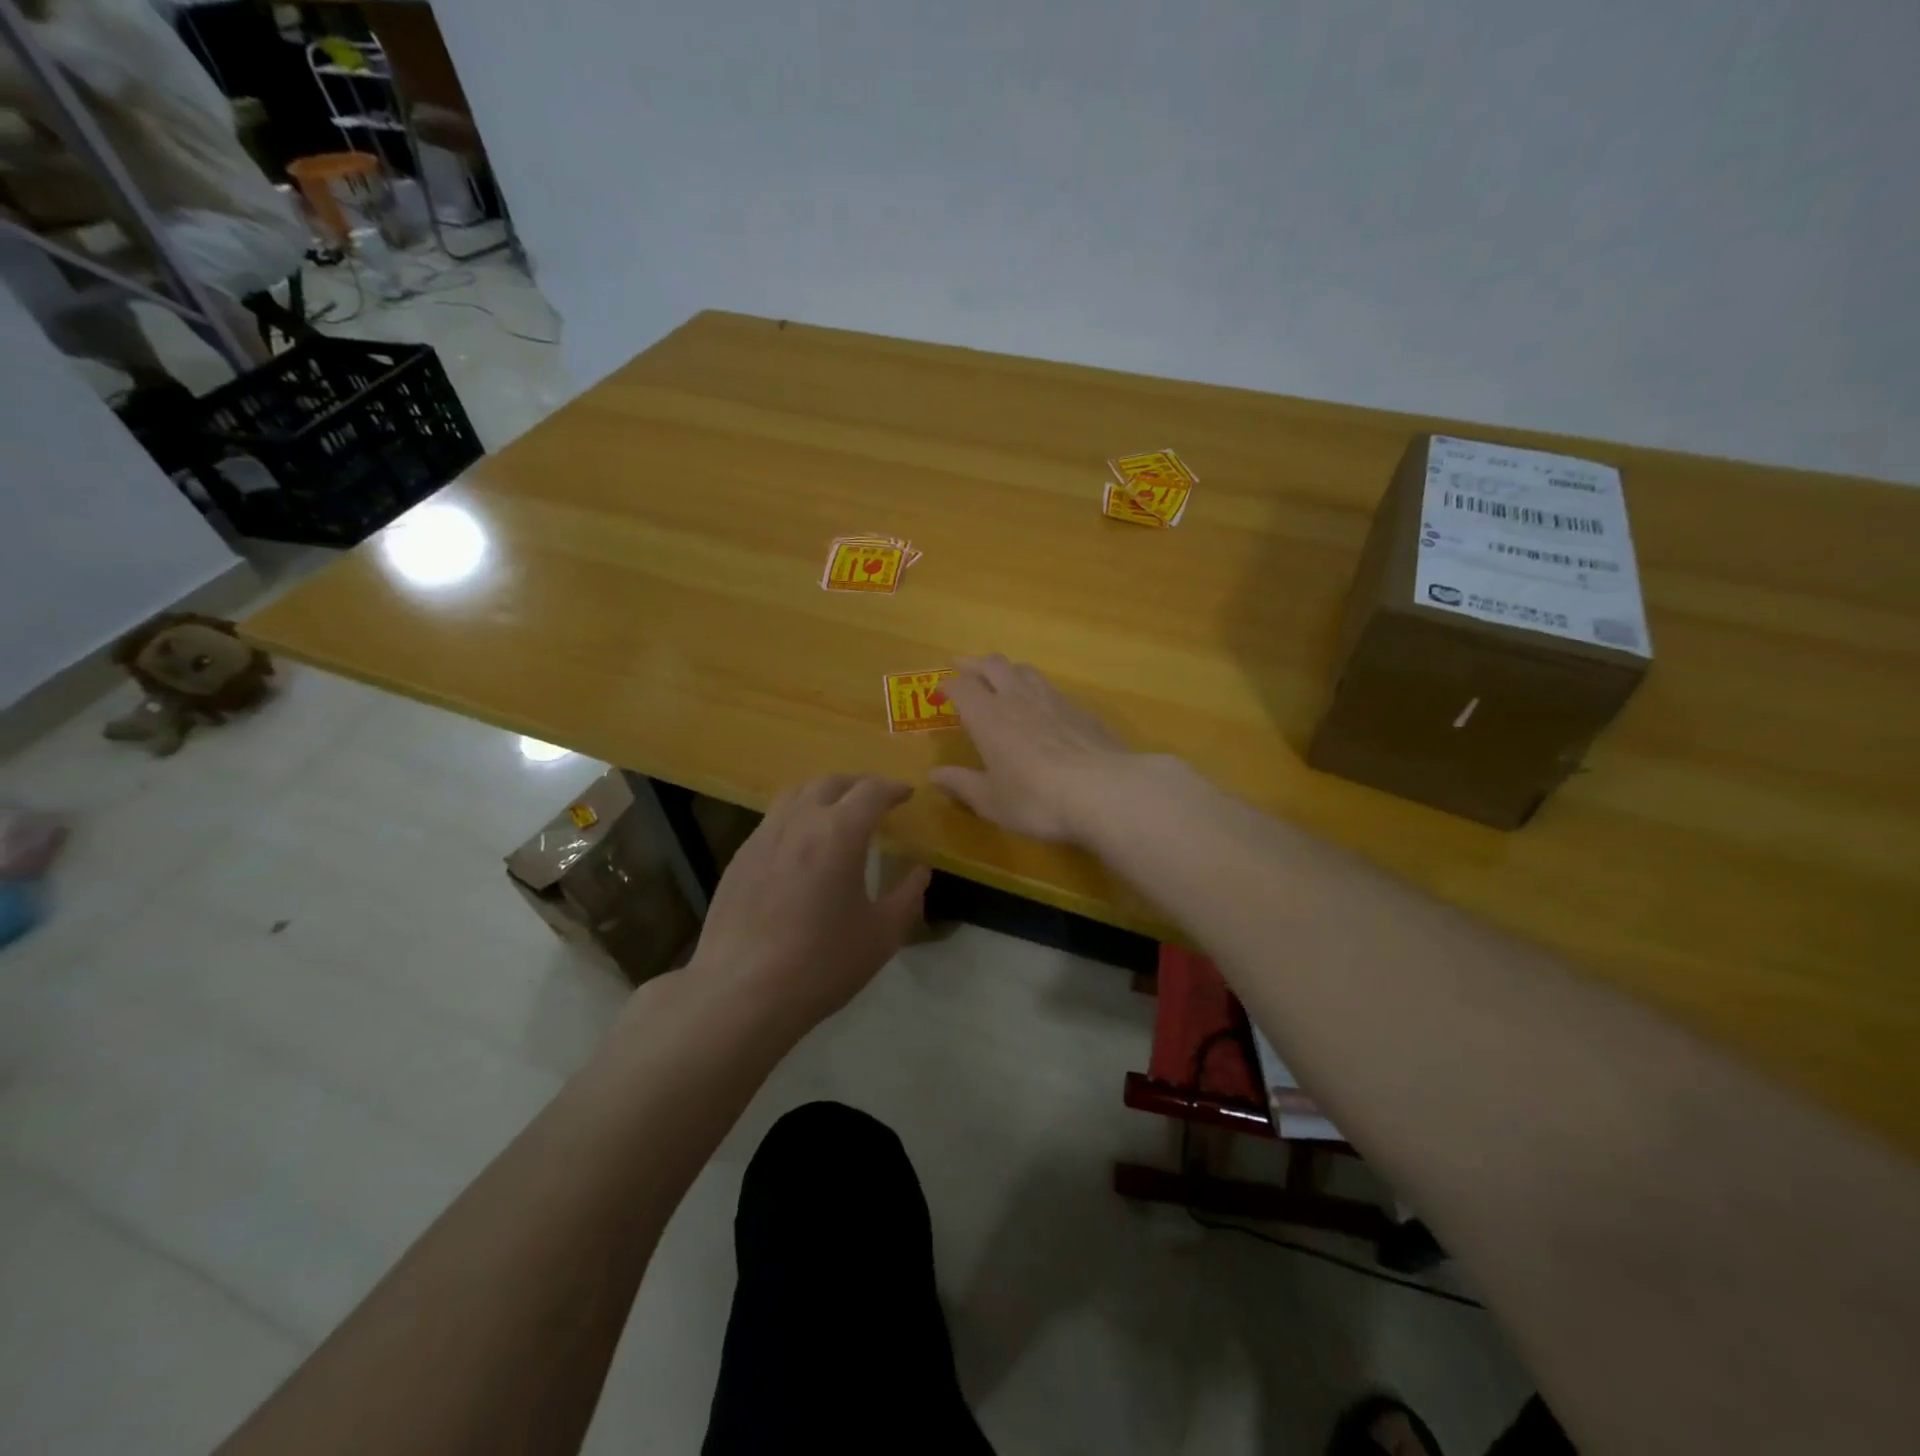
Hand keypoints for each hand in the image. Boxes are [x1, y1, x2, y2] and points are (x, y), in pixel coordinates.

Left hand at [687, 774, 929, 1028]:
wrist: (741, 993)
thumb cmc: (822, 964)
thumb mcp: (881, 935)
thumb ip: (907, 896)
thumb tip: (920, 871)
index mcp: (839, 833)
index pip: (871, 791)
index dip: (893, 788)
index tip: (906, 794)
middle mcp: (799, 821)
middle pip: (831, 782)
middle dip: (858, 785)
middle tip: (875, 800)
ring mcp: (763, 836)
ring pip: (796, 794)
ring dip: (823, 794)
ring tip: (837, 814)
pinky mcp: (740, 857)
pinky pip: (773, 819)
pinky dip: (796, 816)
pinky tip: (801, 846)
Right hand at [930, 655, 1139, 843]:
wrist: (1104, 791)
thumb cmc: (1036, 799)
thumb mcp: (992, 801)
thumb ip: (962, 785)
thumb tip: (934, 775)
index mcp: (988, 717)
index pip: (961, 687)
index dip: (947, 686)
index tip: (939, 692)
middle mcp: (1018, 698)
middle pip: (993, 664)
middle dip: (975, 664)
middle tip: (964, 668)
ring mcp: (1054, 700)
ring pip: (1026, 670)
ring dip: (1008, 671)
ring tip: (1002, 681)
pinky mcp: (1082, 711)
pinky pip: (1054, 691)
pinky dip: (1039, 692)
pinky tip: (1044, 709)